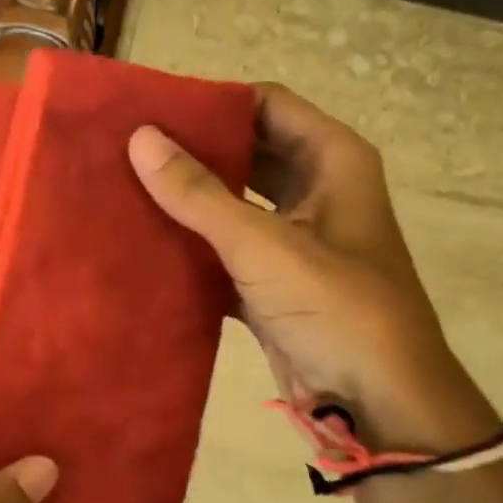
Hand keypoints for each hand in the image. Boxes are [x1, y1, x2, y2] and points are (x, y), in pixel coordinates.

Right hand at [129, 82, 496, 449]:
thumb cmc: (336, 308)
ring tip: (125, 189)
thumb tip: (140, 139)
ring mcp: (294, 240)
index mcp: (332, 161)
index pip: (265, 105)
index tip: (152, 109)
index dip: (212, 101)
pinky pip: (226, 250)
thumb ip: (199, 194)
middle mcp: (315, 191)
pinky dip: (193, 249)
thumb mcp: (265, 245)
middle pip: (246, 152)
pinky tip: (145, 245)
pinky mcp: (273, 283)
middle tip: (127, 149)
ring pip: (234, 204)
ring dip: (189, 201)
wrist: (378, 401)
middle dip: (193, 152)